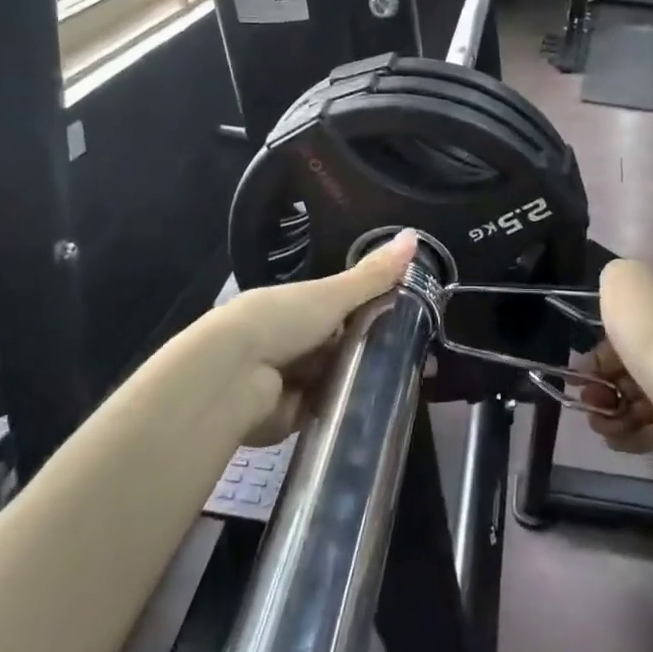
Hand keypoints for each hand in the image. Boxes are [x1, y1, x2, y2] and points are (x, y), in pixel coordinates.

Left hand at [220, 228, 419, 443]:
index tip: (417, 319)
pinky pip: (329, 411)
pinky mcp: (292, 416)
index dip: (379, 312)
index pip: (346, 308)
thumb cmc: (281, 321)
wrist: (232, 376)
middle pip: (345, 345)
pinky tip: (379, 410)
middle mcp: (296, 340)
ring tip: (408, 383)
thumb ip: (373, 275)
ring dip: (363, 381)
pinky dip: (347, 410)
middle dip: (374, 351)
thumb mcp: (332, 294)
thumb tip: (414, 235)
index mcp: (301, 306)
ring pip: (339, 379)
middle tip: (420, 358)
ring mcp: (293, 380)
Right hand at [580, 258, 652, 462]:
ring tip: (599, 421)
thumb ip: (615, 277)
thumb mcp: (624, 281)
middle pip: (622, 367)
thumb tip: (615, 291)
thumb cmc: (648, 335)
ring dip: (606, 411)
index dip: (597, 346)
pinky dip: (623, 434)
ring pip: (628, 400)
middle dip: (596, 382)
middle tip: (584, 395)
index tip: (581, 362)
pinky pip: (642, 430)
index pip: (624, 329)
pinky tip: (613, 435)